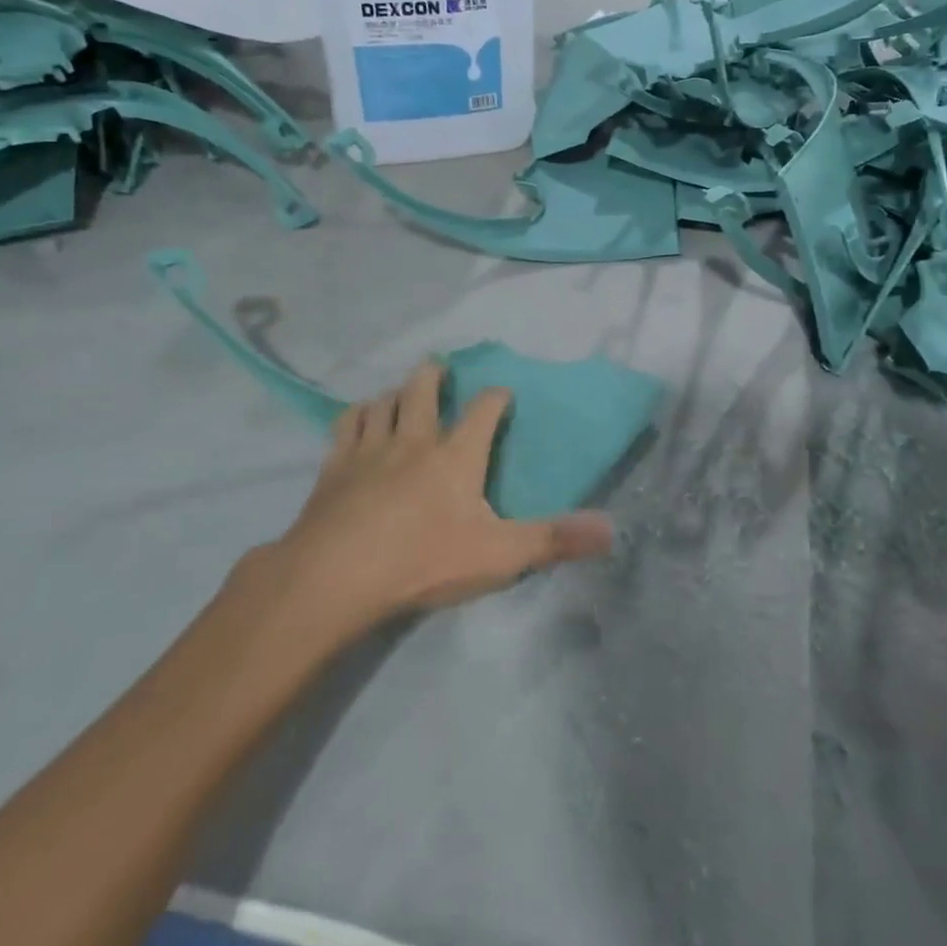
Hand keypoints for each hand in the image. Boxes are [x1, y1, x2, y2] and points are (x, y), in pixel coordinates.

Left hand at [234, 362, 614, 644]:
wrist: (335, 577)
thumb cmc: (423, 561)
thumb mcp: (500, 556)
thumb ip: (555, 540)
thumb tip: (612, 530)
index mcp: (456, 456)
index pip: (483, 411)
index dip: (496, 397)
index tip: (503, 393)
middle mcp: (414, 440)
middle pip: (422, 390)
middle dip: (434, 375)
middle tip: (439, 368)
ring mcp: (369, 450)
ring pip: (383, 403)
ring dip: (394, 393)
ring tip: (400, 393)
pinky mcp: (334, 468)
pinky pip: (346, 425)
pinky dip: (356, 415)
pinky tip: (357, 420)